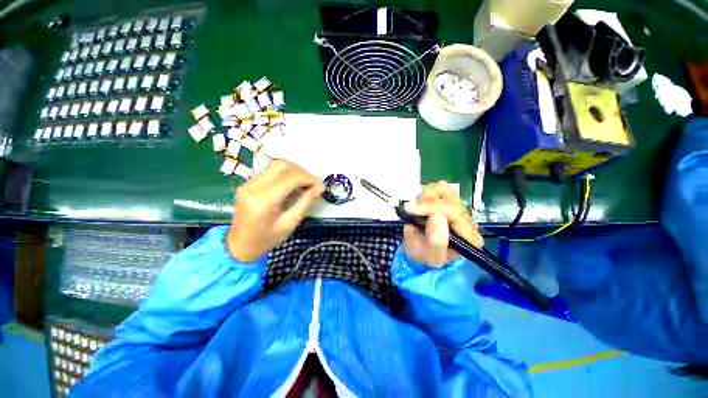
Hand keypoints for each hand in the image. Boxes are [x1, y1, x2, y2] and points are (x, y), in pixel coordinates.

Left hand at [226, 160, 323, 261]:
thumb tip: (319, 187)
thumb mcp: (290, 223)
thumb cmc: (267, 239)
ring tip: (304, 183)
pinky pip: (269, 171)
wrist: (239, 246)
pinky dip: (284, 174)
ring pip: (276, 165)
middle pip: (283, 165)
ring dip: (294, 171)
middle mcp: (253, 186)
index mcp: (264, 199)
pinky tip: (291, 184)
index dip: (309, 178)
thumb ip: (305, 202)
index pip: (291, 177)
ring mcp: (248, 183)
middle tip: (312, 184)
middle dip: (302, 172)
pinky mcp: (247, 183)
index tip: (320, 186)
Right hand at [403, 181, 482, 266]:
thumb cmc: (424, 256)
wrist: (420, 253)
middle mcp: (467, 221)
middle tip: (410, 210)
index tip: (410, 209)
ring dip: (425, 197)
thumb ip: (436, 241)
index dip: (431, 207)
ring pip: (445, 189)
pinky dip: (426, 193)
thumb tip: (438, 215)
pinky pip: (439, 188)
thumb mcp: (429, 256)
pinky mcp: (450, 202)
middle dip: (426, 202)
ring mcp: (458, 209)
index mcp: (468, 237)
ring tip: (416, 210)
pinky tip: (421, 205)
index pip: (455, 213)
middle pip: (450, 198)